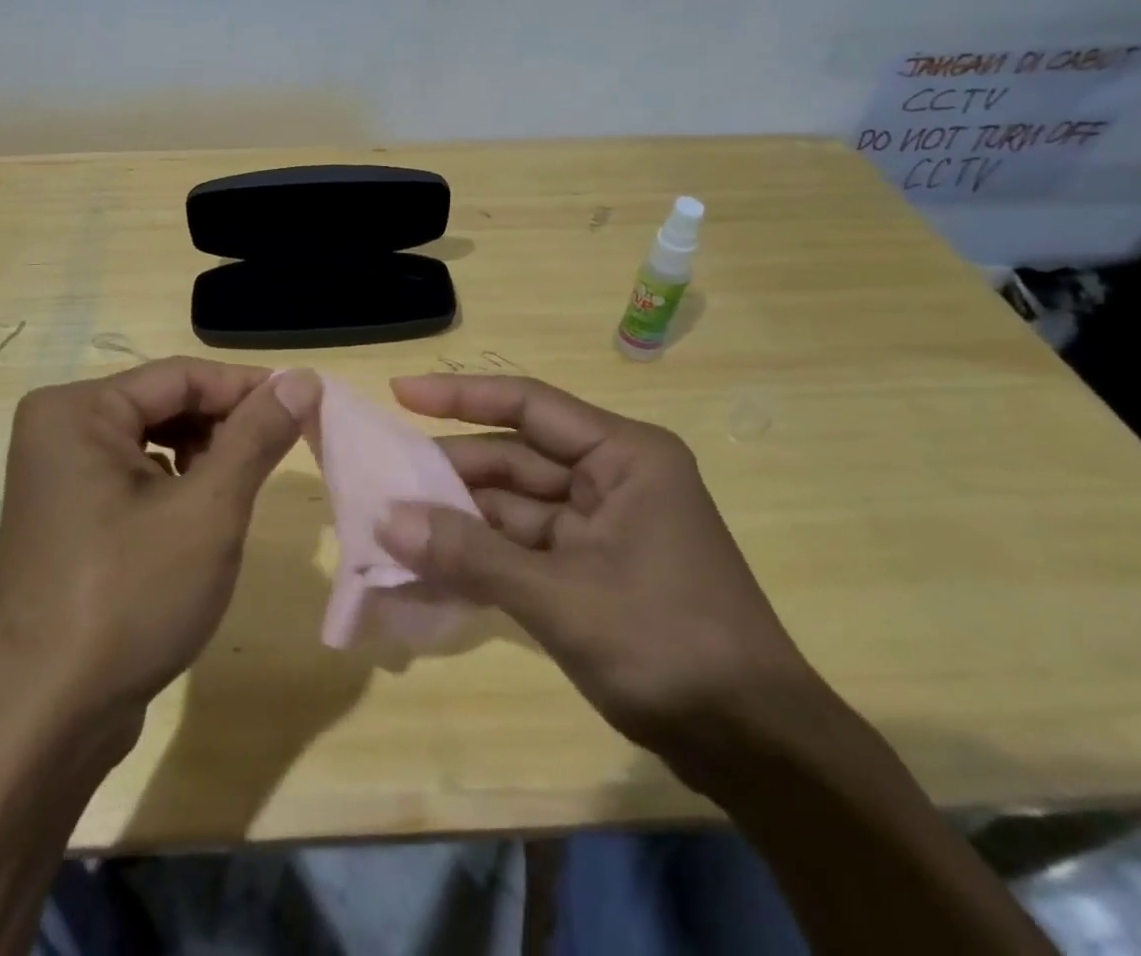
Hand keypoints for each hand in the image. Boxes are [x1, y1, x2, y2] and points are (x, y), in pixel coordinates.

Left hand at [0, 358, 320, 742]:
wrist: (46, 723)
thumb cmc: (129, 600)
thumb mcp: (208, 511)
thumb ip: (257, 436)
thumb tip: (303, 377)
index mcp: (76, 411)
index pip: (181, 376)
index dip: (248, 388)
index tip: (306, 405)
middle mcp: (57, 429)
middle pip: (164, 403)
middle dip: (225, 425)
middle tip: (279, 452)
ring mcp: (56, 474)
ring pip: (152, 438)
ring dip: (205, 455)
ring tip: (240, 489)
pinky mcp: (66, 513)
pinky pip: (133, 473)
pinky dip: (176, 483)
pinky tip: (201, 515)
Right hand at [377, 374, 819, 784]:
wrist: (757, 749)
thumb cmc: (668, 644)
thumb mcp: (562, 596)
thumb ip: (472, 555)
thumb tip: (388, 519)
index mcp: (623, 455)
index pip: (528, 405)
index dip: (459, 396)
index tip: (400, 393)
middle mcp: (612, 477)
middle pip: (515, 459)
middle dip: (451, 472)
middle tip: (383, 478)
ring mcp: (604, 526)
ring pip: (516, 507)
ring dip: (460, 520)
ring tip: (392, 526)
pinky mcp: (595, 570)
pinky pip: (525, 548)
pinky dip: (483, 558)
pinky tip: (431, 567)